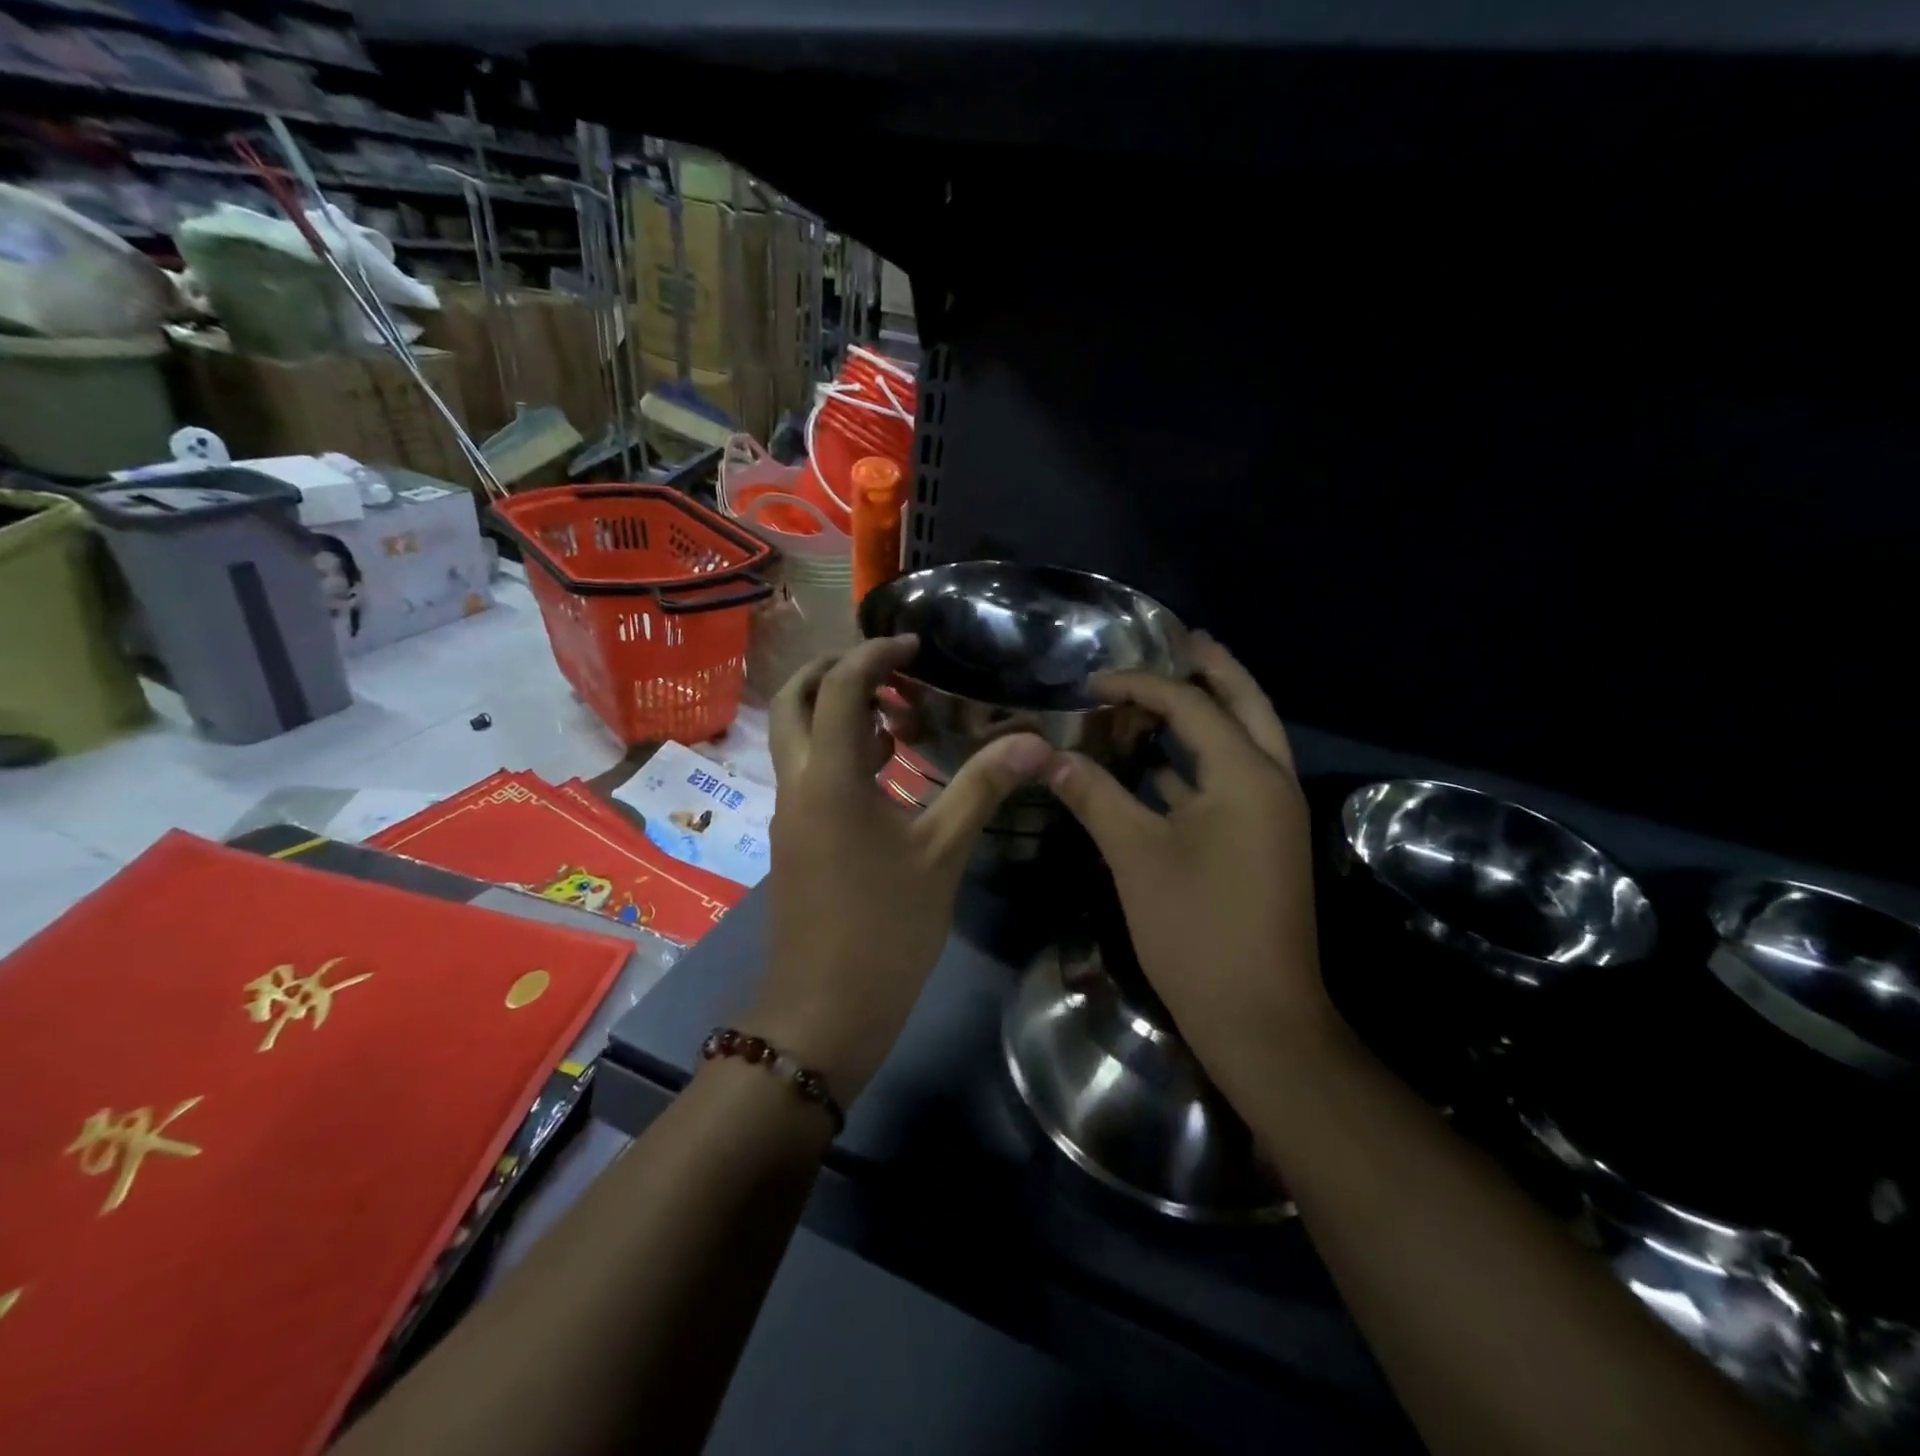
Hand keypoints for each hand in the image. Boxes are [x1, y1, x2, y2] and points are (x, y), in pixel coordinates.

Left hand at [754, 635, 1051, 1101]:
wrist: (824, 1011)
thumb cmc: (885, 930)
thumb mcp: (941, 853)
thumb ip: (982, 788)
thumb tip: (1033, 742)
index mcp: (829, 776)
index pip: (841, 686)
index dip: (876, 654)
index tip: (916, 645)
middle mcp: (797, 782)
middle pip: (794, 698)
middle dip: (835, 669)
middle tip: (889, 666)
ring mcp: (789, 811)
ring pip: (795, 735)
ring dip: (835, 709)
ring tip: (897, 712)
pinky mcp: (794, 837)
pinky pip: (807, 770)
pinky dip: (837, 748)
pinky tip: (886, 766)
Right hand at [1045, 633, 1333, 1099]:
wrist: (1259, 1018)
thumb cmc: (1196, 930)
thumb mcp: (1136, 855)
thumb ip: (1094, 794)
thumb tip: (1045, 753)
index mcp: (1247, 776)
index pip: (1190, 706)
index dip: (1138, 686)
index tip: (1091, 683)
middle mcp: (1272, 782)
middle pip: (1246, 705)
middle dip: (1213, 669)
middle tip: (1180, 638)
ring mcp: (1273, 815)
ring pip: (1246, 742)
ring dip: (1210, 713)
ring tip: (1167, 690)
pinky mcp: (1263, 842)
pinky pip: (1234, 780)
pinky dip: (1201, 762)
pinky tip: (1161, 764)